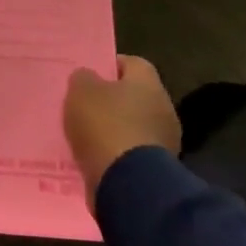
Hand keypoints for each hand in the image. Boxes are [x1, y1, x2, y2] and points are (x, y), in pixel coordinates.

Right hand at [63, 55, 181, 205]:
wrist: (128, 183)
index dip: (109, 66)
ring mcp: (164, 140)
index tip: (89, 76)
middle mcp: (163, 107)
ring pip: (133, 125)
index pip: (131, 63)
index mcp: (148, 83)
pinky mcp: (158, 167)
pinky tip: (96, 157)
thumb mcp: (81, 92)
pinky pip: (132, 152)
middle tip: (84, 105)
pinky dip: (116, 153)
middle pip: (134, 95)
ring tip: (86, 135)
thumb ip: (83, 78)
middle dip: (111, 99)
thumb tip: (88, 77)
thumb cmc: (105, 126)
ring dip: (114, 128)